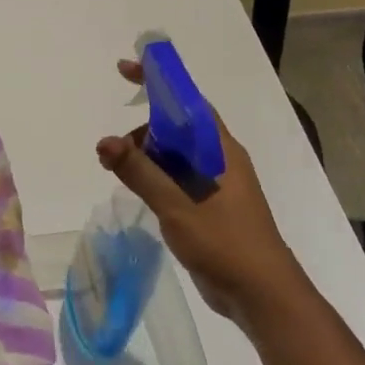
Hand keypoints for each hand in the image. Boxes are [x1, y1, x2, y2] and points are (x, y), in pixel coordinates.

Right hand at [96, 59, 299, 320]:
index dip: (158, 82)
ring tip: (117, 174)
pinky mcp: (207, 208)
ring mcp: (214, 186)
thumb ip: (140, 172)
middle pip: (175, 129)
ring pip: (173, 157)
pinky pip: (175, 181)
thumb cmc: (225, 243)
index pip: (187, 102)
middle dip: (141, 132)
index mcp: (220, 150)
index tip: (126, 69)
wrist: (261, 295)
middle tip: (111, 154)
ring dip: (145, 158)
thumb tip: (104, 142)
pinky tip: (137, 192)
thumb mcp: (177, 205)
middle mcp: (218, 161)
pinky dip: (153, 179)